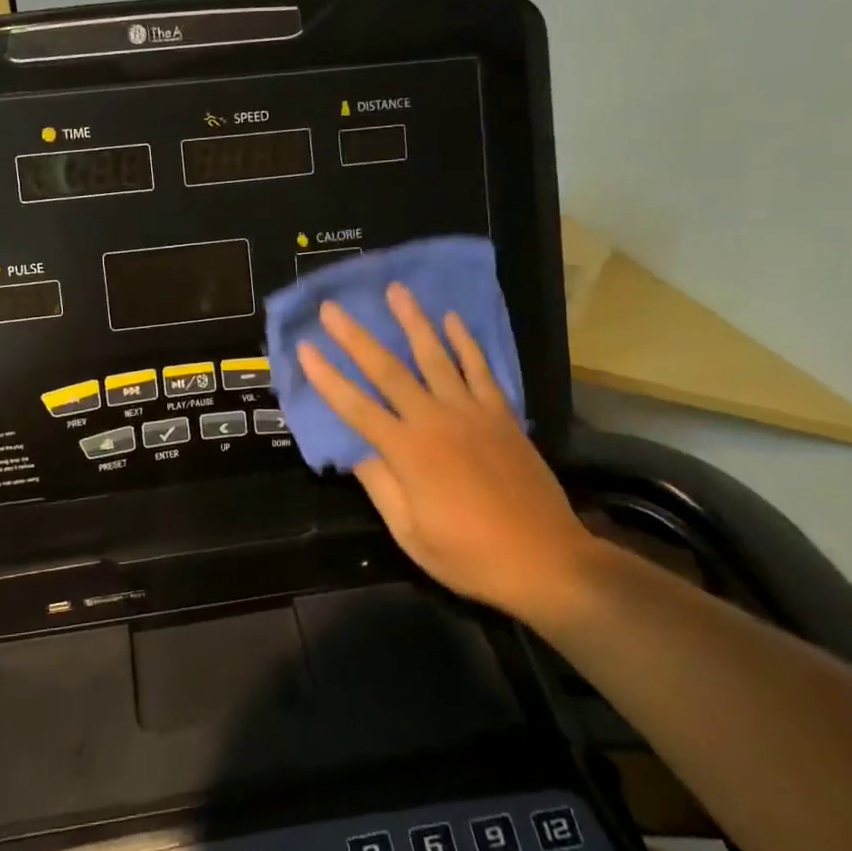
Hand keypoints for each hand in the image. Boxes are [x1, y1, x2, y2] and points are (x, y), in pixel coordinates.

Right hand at [297, 282, 596, 619]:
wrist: (546, 561)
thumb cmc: (470, 555)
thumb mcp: (410, 533)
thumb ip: (380, 485)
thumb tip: (356, 450)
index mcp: (407, 452)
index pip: (355, 406)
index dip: (326, 377)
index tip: (305, 347)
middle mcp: (435, 421)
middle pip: (388, 370)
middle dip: (355, 337)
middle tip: (333, 307)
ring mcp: (472, 413)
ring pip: (436, 357)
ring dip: (413, 321)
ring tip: (396, 290)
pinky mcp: (502, 415)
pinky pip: (481, 370)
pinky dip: (466, 343)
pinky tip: (453, 319)